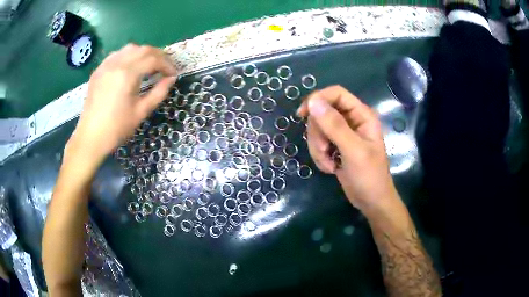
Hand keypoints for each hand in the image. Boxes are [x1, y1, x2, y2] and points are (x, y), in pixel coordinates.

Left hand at [69, 44, 177, 162]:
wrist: (90, 137)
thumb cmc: (117, 128)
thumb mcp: (141, 112)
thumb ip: (159, 92)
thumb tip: (171, 79)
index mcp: (128, 74)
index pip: (153, 59)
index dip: (167, 64)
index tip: (173, 74)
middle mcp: (117, 63)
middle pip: (143, 49)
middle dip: (158, 56)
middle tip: (164, 68)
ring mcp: (106, 65)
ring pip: (130, 49)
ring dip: (143, 53)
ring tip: (148, 65)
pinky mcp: (99, 70)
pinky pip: (117, 55)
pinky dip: (128, 56)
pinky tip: (130, 67)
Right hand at [297, 85, 397, 213]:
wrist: (371, 201)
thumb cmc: (369, 176)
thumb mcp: (353, 150)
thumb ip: (334, 125)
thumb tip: (313, 102)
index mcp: (361, 115)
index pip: (336, 94)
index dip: (318, 99)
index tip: (303, 115)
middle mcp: (351, 120)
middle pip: (322, 112)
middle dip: (318, 134)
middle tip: (325, 150)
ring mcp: (342, 134)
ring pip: (317, 129)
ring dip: (318, 148)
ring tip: (329, 164)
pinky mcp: (335, 146)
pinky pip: (318, 143)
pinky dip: (319, 156)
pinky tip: (330, 168)